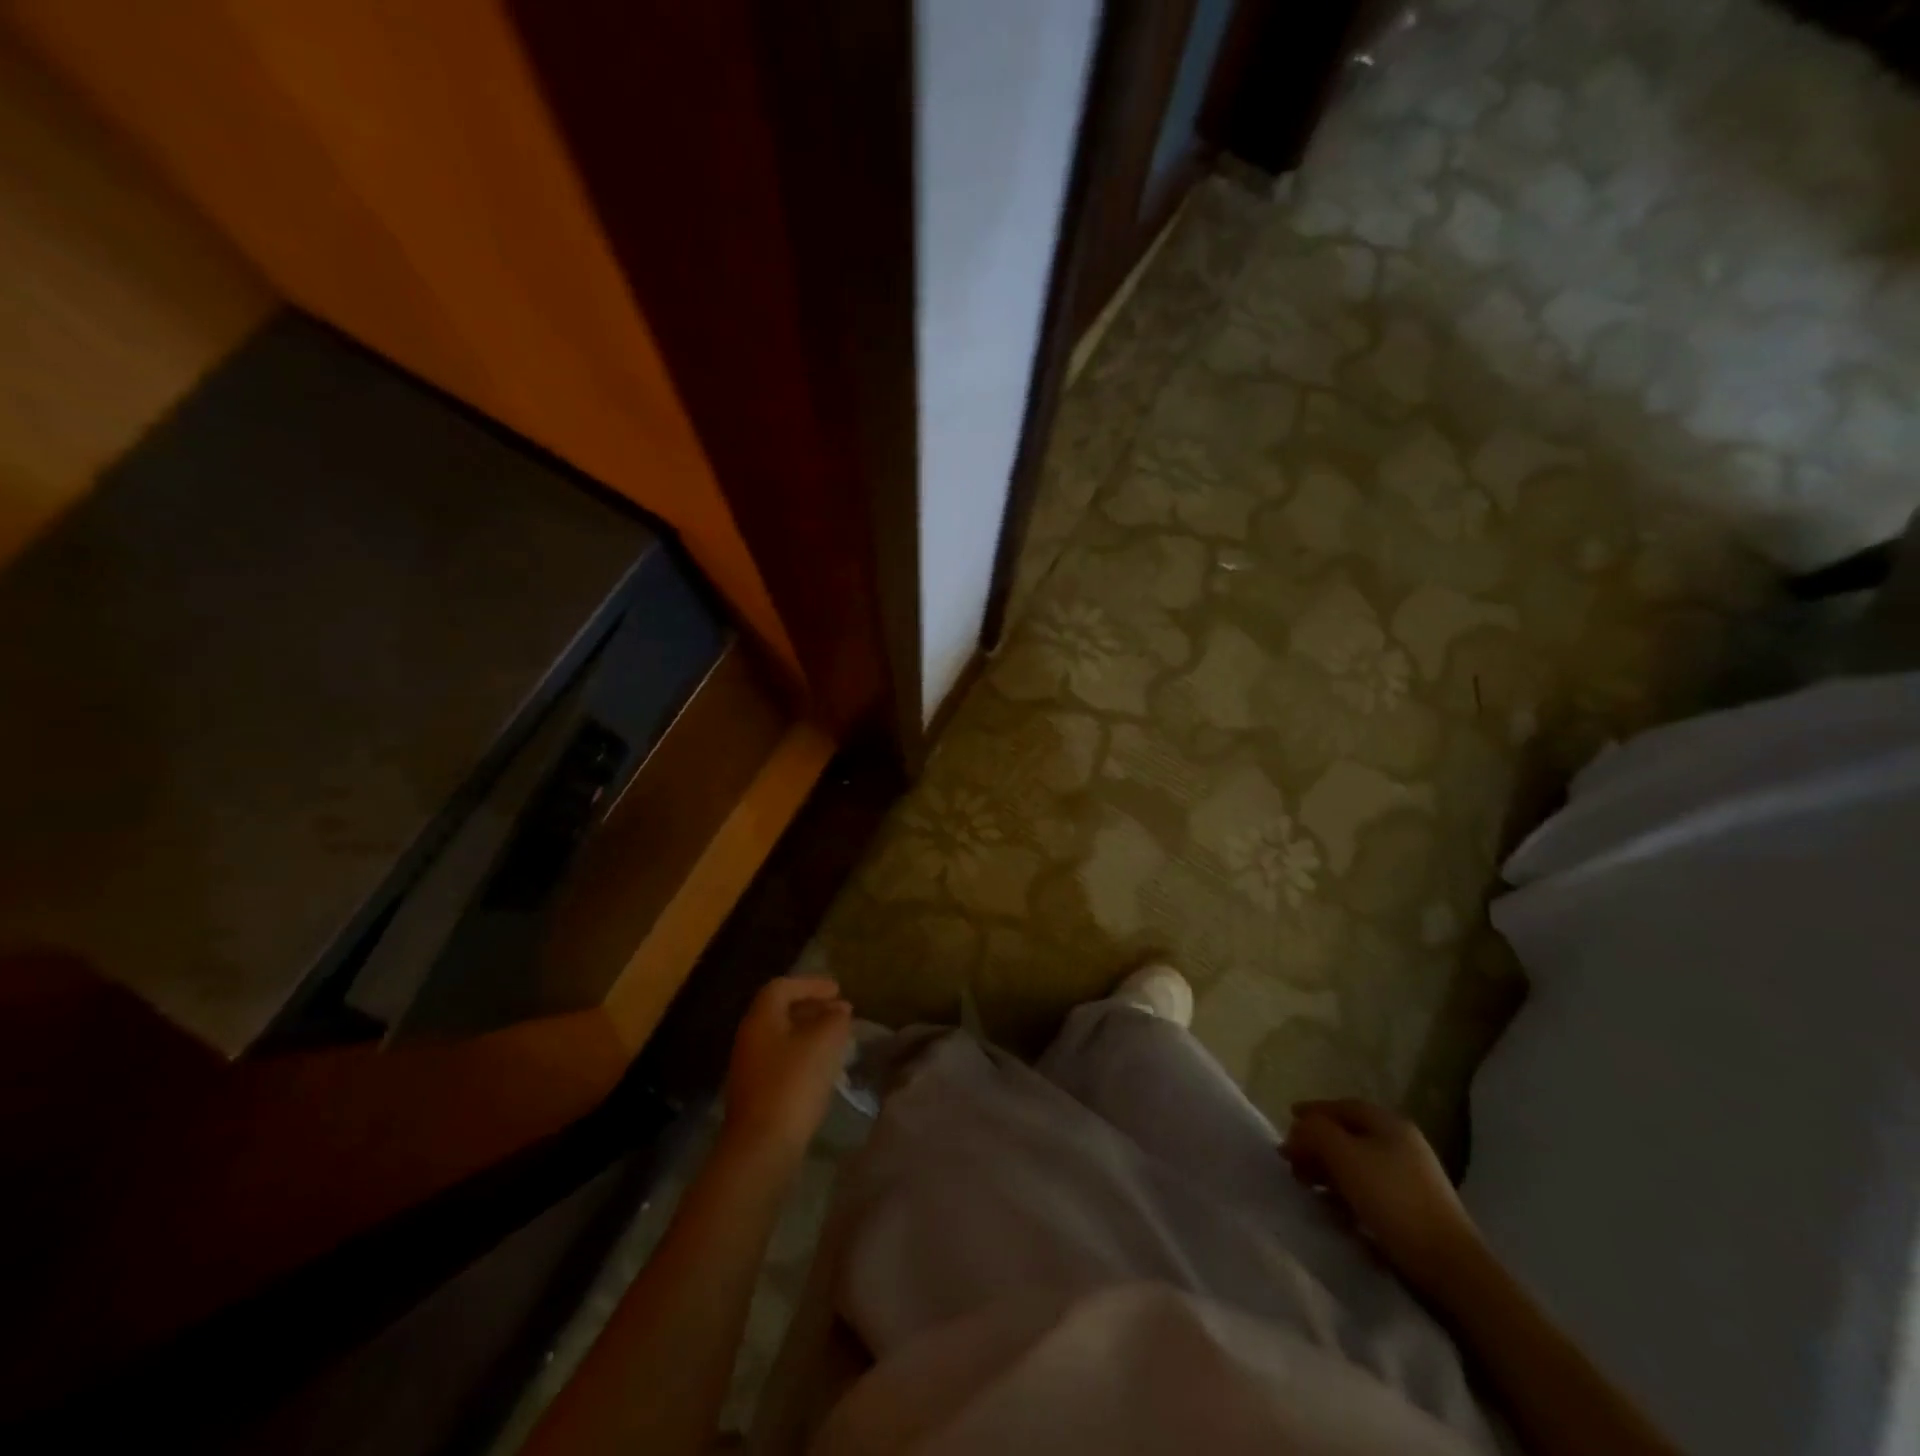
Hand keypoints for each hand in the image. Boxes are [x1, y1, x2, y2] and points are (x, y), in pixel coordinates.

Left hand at [721, 975, 852, 1166]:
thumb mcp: (824, 1042)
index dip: (811, 984)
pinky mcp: (757, 1093)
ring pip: (783, 1037)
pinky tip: (824, 1068)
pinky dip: (804, 1055)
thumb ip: (835, 1019)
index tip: (838, 990)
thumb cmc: (793, 1084)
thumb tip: (839, 1010)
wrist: (762, 1147)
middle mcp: (750, 1037)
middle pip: (781, 1011)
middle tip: (840, 1012)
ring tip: (837, 1039)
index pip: (783, 987)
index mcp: (761, 1018)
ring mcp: (751, 1067)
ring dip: (810, 1033)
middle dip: (812, 1007)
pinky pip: (782, 1060)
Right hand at [1283, 1098, 1482, 1296]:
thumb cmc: (1393, 1200)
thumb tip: (1298, 1130)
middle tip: (1292, 1163)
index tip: (1287, 1123)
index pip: (1341, 1107)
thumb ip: (1314, 1132)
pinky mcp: (1413, 1208)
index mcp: (1389, 1124)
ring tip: (1308, 1188)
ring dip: (1328, 1171)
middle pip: (1347, 1135)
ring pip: (1356, 1163)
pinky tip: (1335, 1210)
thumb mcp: (1344, 1156)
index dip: (1312, 1112)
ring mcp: (1410, 1177)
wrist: (1450, 1267)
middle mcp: (1401, 1143)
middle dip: (1316, 1146)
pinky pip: (1369, 1189)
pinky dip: (1347, 1193)